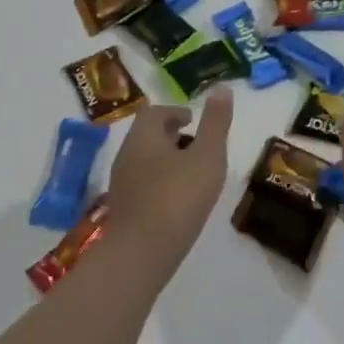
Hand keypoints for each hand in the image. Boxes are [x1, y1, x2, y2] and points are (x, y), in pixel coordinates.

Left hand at [106, 88, 233, 275]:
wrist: (140, 256)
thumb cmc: (177, 198)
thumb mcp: (207, 156)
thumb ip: (215, 123)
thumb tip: (222, 88)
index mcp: (143, 136)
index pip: (154, 112)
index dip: (174, 112)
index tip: (193, 121)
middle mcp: (126, 154)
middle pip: (147, 136)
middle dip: (171, 136)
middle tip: (196, 145)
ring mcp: (121, 184)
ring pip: (144, 161)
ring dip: (165, 161)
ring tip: (191, 174)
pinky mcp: (122, 211)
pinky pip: (142, 186)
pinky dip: (159, 184)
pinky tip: (177, 202)